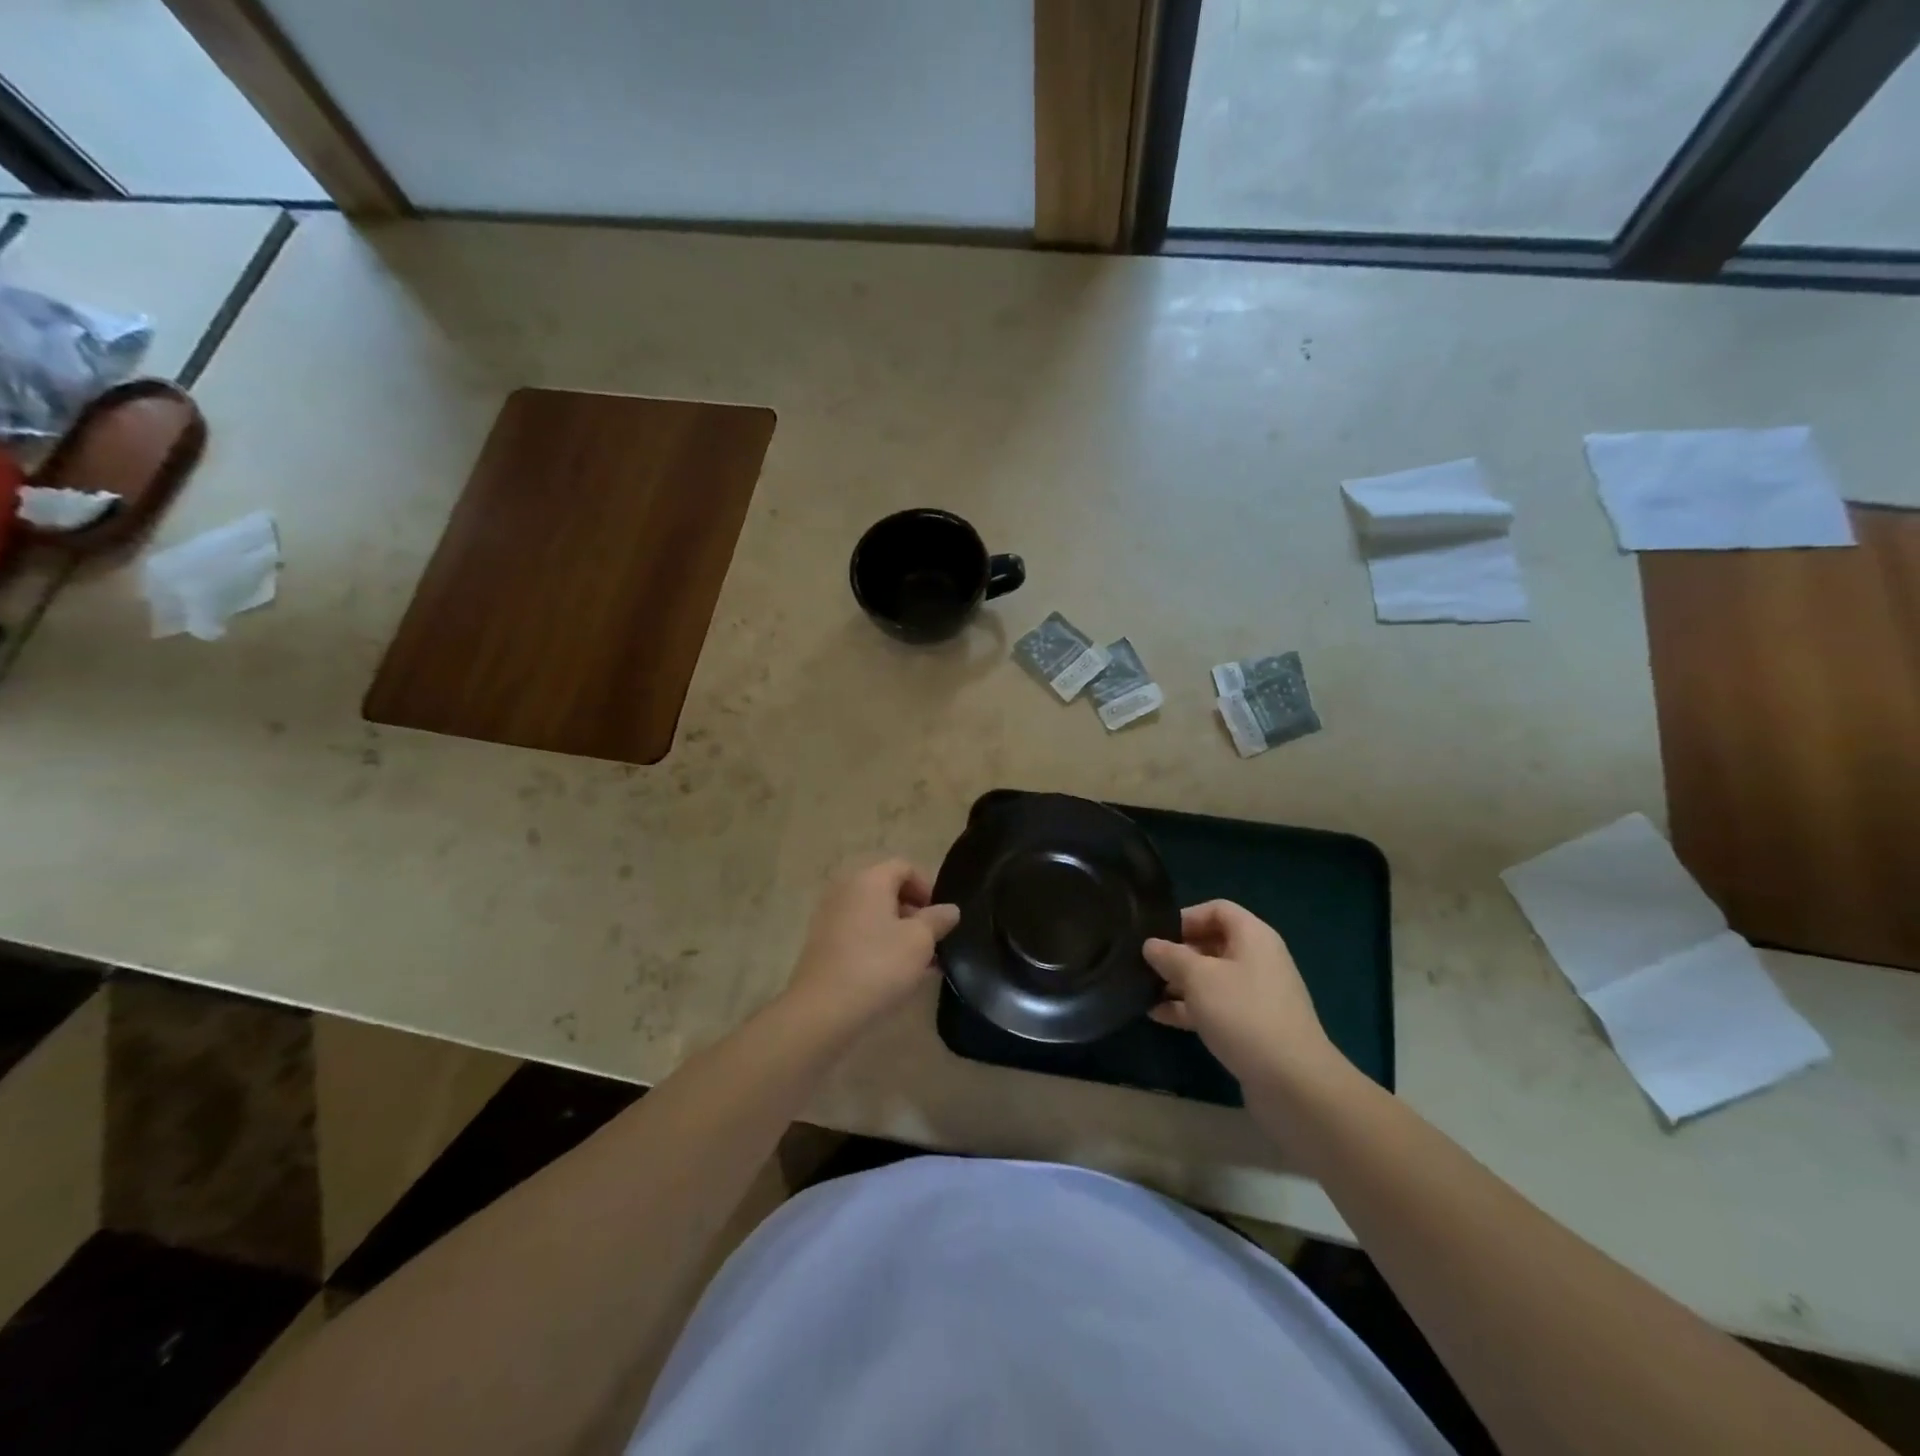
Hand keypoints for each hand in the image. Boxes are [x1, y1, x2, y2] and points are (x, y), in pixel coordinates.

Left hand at [784, 859, 959, 1035]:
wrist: (823, 1009)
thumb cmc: (878, 965)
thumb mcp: (920, 941)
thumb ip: (937, 920)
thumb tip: (950, 909)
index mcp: (869, 879)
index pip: (904, 867)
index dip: (927, 887)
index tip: (940, 916)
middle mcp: (846, 889)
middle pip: (887, 889)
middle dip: (913, 911)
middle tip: (932, 939)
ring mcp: (830, 916)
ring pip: (873, 914)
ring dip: (897, 930)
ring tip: (918, 962)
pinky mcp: (822, 943)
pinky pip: (858, 932)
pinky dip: (877, 943)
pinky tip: (893, 973)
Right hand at [1144, 901, 1346, 1095]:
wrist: (1293, 1082)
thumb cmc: (1243, 1013)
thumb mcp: (1198, 978)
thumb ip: (1170, 956)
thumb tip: (1150, 944)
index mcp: (1253, 937)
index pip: (1217, 909)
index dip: (1186, 917)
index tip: (1156, 934)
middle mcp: (1258, 960)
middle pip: (1212, 943)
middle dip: (1177, 952)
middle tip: (1144, 964)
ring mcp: (1256, 996)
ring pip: (1211, 978)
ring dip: (1179, 983)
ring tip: (1143, 989)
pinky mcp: (1252, 1027)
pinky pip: (1215, 1007)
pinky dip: (1189, 1008)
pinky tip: (1158, 1015)